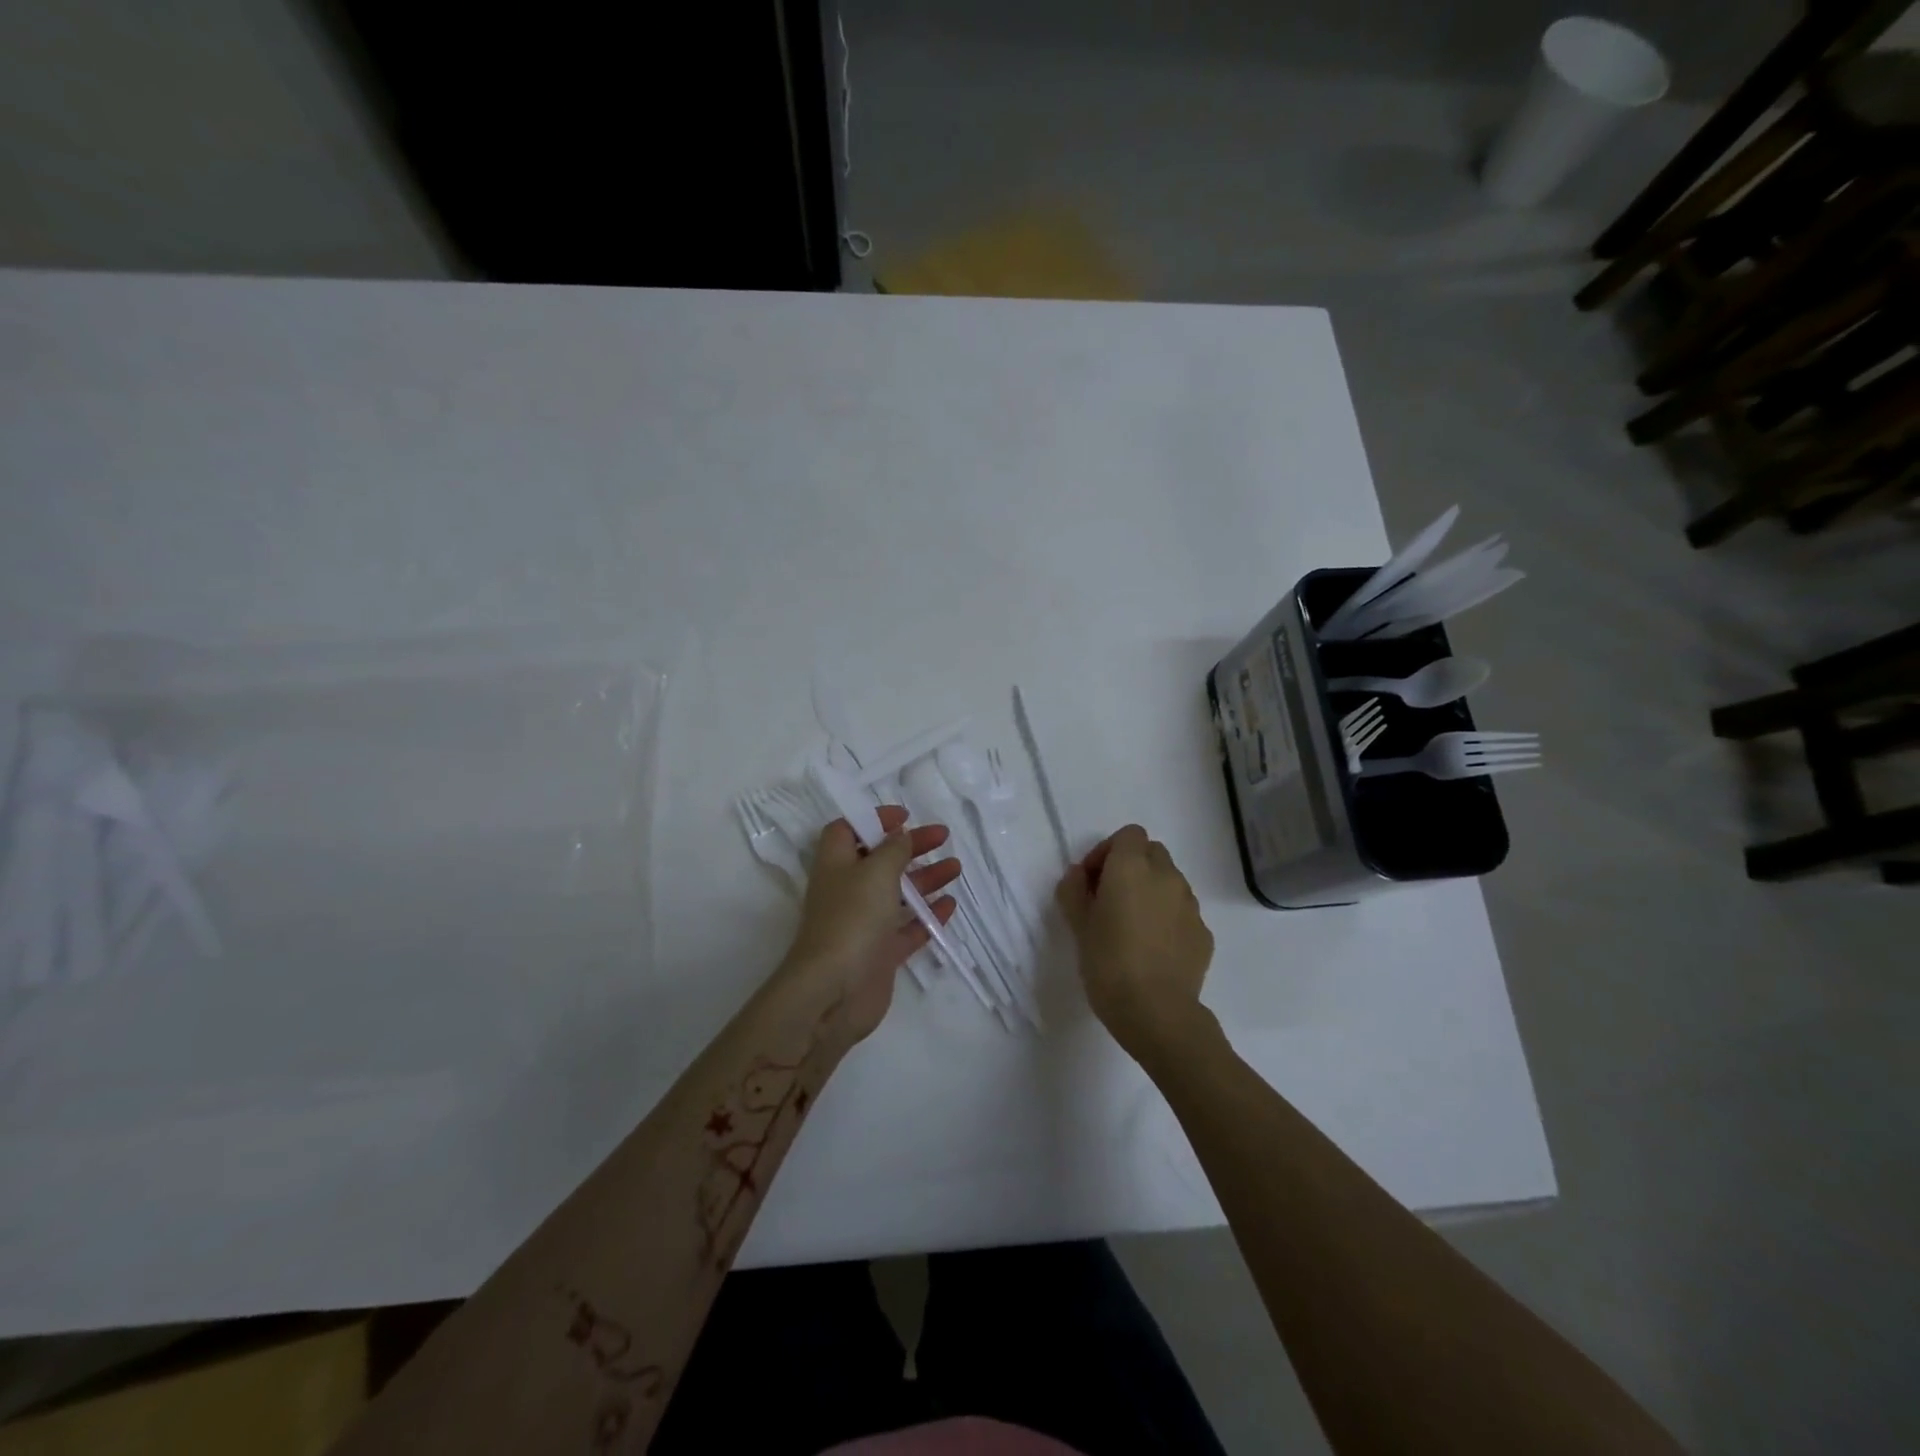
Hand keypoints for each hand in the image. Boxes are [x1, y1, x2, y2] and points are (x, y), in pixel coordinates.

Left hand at [776, 804, 960, 1044]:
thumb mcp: (876, 872)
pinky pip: (907, 928)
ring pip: (897, 893)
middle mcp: (848, 890)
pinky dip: (928, 916)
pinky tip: (950, 905)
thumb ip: (893, 849)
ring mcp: (864, 924)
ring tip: (955, 868)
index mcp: (836, 864)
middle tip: (943, 837)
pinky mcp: (880, 953)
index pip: (848, 830)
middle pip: (880, 859)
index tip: (904, 817)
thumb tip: (900, 835)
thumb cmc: (852, 919)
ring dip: (925, 878)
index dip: (873, 819)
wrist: (834, 992)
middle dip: (911, 846)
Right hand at [1056, 824, 1214, 1066]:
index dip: (1108, 851)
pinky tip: (1154, 949)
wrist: (1156, 1012)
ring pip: (1170, 882)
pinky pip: (1183, 912)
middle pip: (1152, 853)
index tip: (1093, 881)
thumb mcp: (1078, 925)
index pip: (1128, 835)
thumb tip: (1080, 874)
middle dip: (1132, 867)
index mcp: (1132, 867)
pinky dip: (1168, 918)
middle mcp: (1166, 876)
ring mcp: (1190, 904)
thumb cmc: (1108, 963)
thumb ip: (1074, 890)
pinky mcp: (1204, 932)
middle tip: (1111, 899)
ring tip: (1133, 927)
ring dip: (1151, 892)